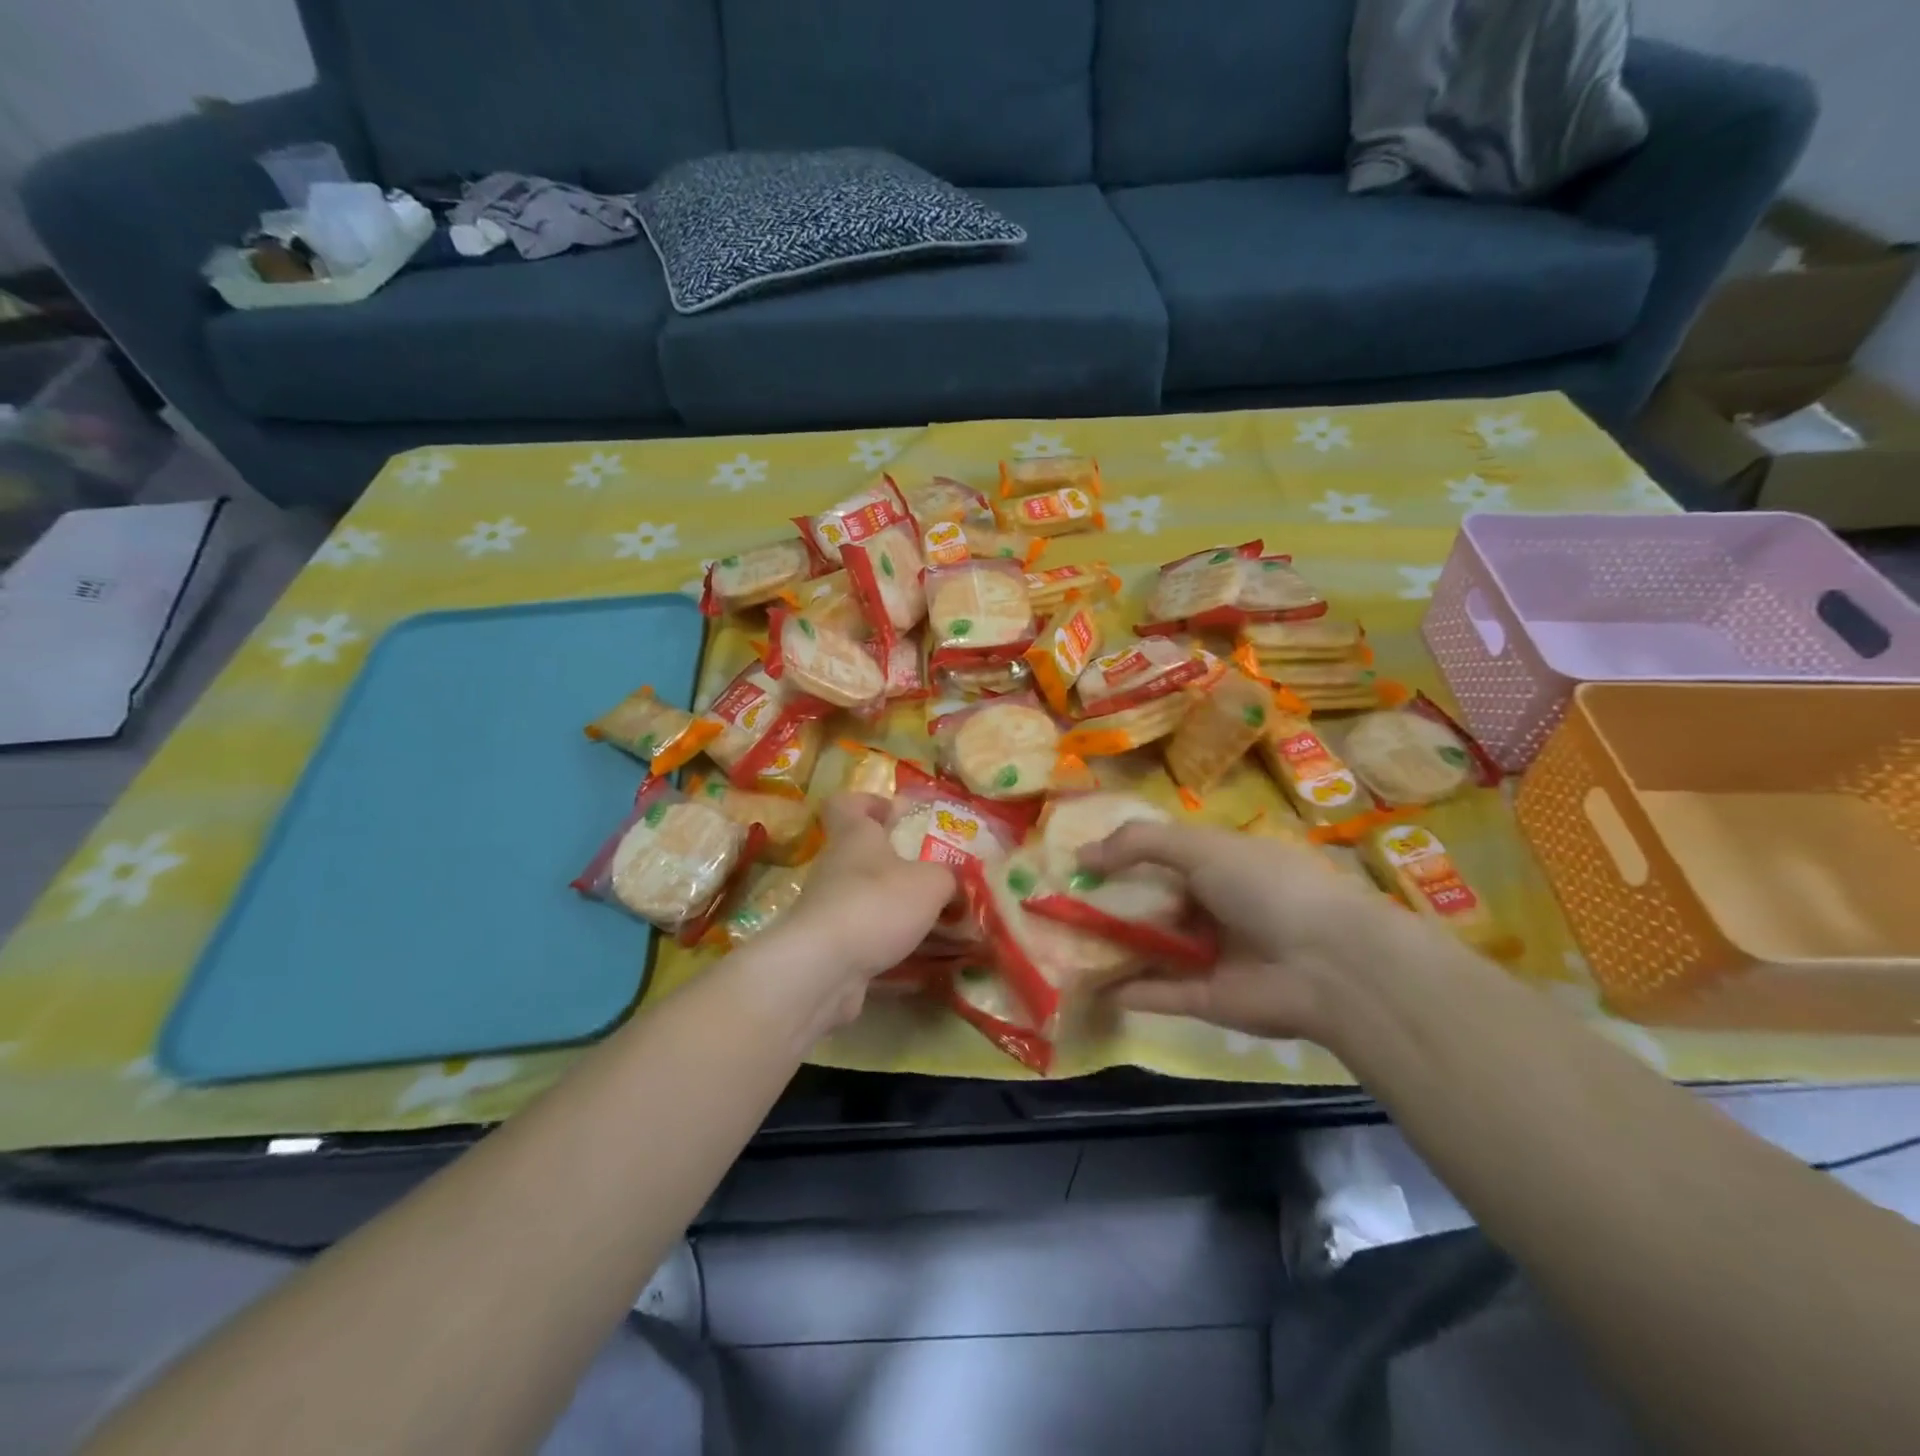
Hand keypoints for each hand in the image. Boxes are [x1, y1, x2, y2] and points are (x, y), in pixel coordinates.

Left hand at [772, 794, 954, 1026]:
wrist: (822, 967)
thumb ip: (947, 877)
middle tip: (932, 878)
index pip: (846, 804)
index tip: (895, 814)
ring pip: (864, 899)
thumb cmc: (877, 903)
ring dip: (893, 909)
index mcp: (854, 836)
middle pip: (860, 855)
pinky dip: (887, 947)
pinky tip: (918, 960)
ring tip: (933, 924)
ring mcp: (827, 909)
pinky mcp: (827, 948)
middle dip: (895, 866)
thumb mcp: (931, 882)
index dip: (869, 803)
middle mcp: (835, 867)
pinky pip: (863, 939)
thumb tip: (951, 882)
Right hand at [1078, 821, 1392, 1042]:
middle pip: (1151, 903)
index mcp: (1219, 865)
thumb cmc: (1265, 887)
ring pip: (1151, 948)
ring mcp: (1211, 955)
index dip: (1121, 855)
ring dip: (1112, 944)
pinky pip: (1159, 993)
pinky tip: (1089, 984)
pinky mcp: (1207, 999)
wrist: (1328, 964)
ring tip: (1060, 941)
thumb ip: (1140, 843)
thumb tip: (1081, 854)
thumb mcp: (1200, 847)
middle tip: (1058, 901)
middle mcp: (1213, 908)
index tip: (1077, 860)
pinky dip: (1129, 990)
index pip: (1161, 856)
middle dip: (1108, 902)